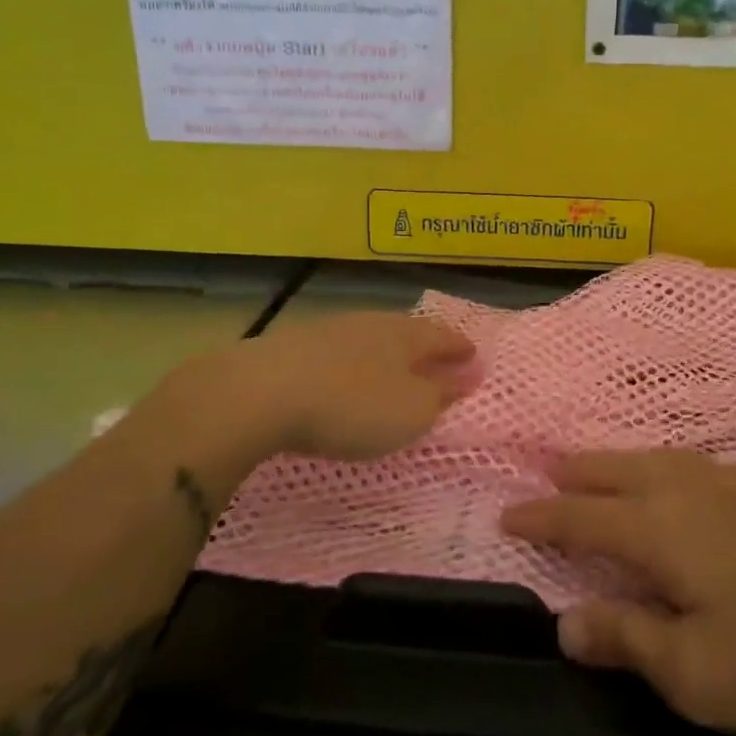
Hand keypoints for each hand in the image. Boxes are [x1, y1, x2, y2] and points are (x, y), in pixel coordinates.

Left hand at [239, 311, 477, 459]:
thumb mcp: (410, 411)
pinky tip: (346, 375)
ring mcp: (330, 331)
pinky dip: (353, 363)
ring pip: (370, 338)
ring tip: (394, 367)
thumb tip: (465, 376)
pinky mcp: (294, 346)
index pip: (441, 336)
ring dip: (386, 353)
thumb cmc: (352, 405)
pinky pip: (339, 351)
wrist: (262, 392)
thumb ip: (439, 395)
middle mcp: (371, 323)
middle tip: (437, 358)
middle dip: (424, 346)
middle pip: (406, 331)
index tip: (473, 354)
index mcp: (405, 335)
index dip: (459, 348)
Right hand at [501, 450, 735, 735]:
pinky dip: (662, 465)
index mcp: (658, 528)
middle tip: (547, 474)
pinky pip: (692, 463)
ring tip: (601, 468)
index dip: (540, 517)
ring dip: (617, 462)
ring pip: (655, 458)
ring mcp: (732, 482)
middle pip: (614, 470)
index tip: (507, 514)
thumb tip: (564, 622)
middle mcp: (685, 490)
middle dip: (575, 474)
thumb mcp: (700, 672)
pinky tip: (681, 478)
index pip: (580, 517)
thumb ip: (628, 640)